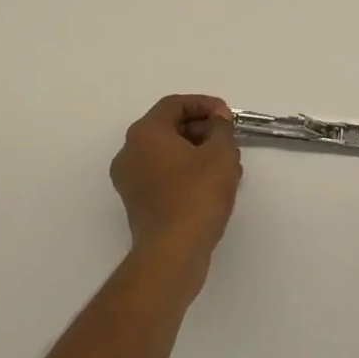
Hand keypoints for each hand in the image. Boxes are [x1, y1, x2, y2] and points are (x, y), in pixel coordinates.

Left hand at [111, 95, 242, 265]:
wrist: (172, 253)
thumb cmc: (196, 194)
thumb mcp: (221, 153)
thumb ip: (221, 128)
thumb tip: (217, 121)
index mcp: (145, 132)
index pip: (174, 104)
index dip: (204, 104)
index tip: (227, 116)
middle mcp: (130, 151)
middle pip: (169, 128)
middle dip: (203, 130)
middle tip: (228, 139)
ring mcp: (130, 180)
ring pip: (167, 153)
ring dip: (197, 152)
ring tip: (227, 164)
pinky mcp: (137, 203)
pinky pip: (163, 175)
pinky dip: (186, 172)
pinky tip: (213, 184)